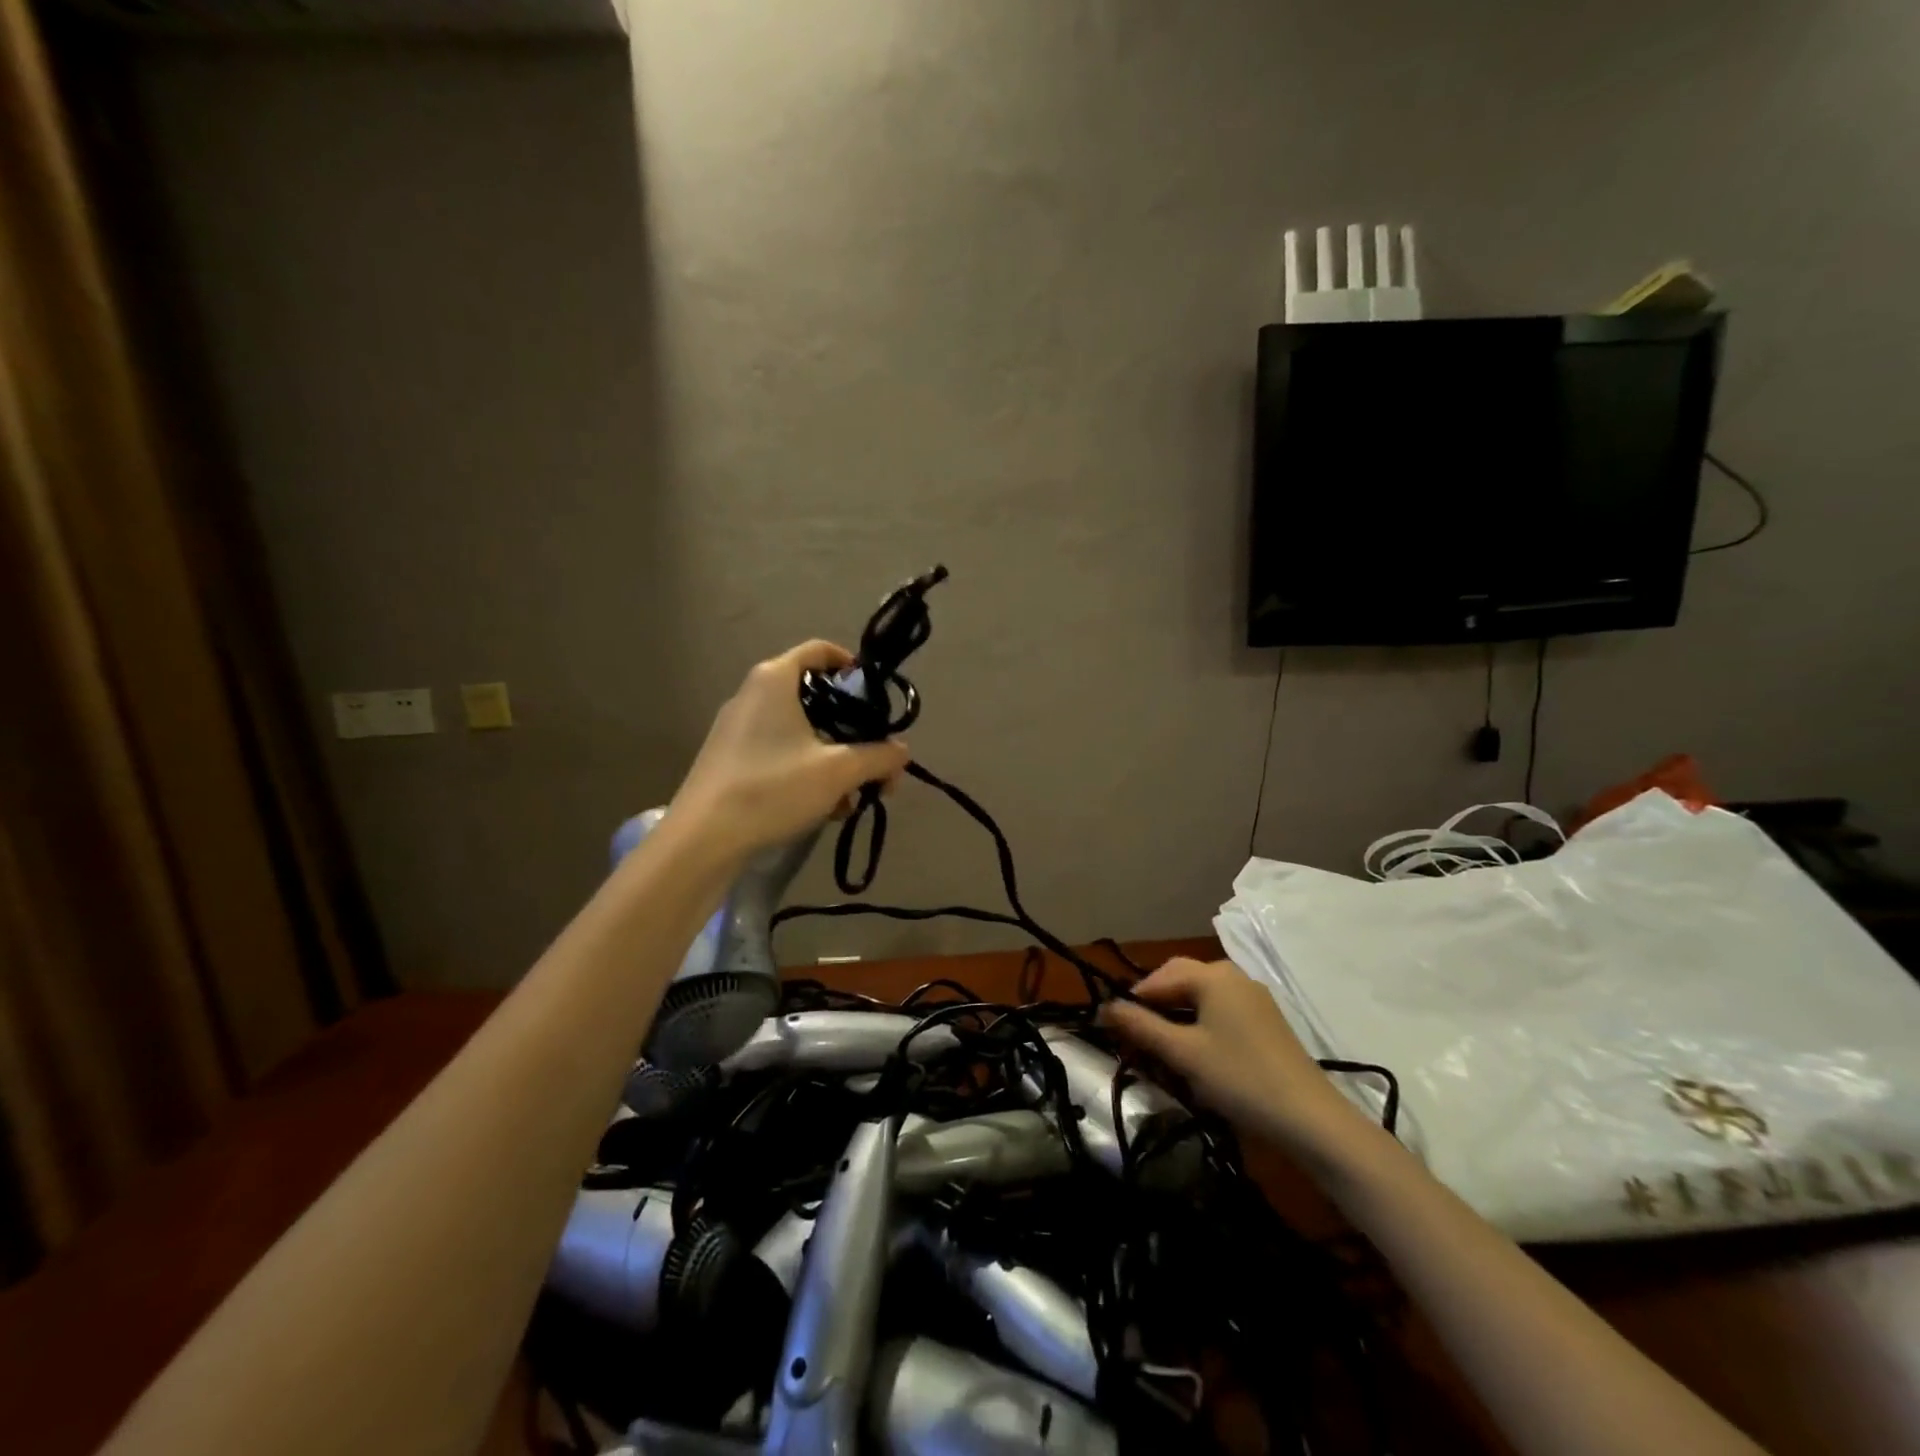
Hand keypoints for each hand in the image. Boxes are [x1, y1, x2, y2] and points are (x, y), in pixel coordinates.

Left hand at [669, 640, 908, 859]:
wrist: (703, 838)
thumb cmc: (773, 788)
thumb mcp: (838, 772)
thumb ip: (878, 757)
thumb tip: (902, 751)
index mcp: (775, 680)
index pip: (819, 650)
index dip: (852, 666)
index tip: (876, 696)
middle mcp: (753, 694)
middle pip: (815, 696)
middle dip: (852, 729)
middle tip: (874, 758)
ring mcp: (737, 728)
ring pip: (799, 730)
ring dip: (833, 757)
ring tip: (853, 795)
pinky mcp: (729, 759)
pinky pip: (779, 752)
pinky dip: (806, 770)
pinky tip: (823, 808)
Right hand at [1102, 957, 1364, 1158]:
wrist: (1311, 1119)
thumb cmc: (1239, 1078)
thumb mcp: (1182, 1053)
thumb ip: (1141, 1026)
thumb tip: (1104, 1007)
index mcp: (1212, 975)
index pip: (1158, 977)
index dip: (1133, 1000)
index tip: (1113, 1029)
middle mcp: (1233, 975)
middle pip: (1180, 979)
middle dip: (1155, 1005)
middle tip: (1136, 1037)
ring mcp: (1253, 997)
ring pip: (1201, 996)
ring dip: (1176, 1016)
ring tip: (1162, 1047)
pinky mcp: (1265, 1021)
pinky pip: (1220, 1010)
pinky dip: (1200, 1024)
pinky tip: (1196, 1052)